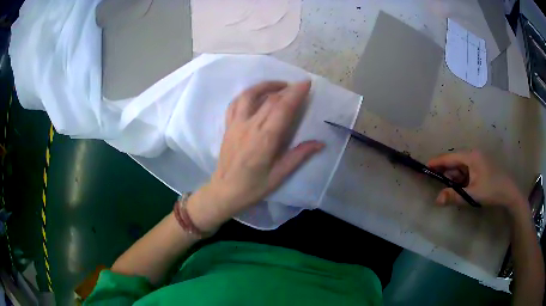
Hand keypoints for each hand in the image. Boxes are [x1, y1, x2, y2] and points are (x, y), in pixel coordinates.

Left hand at [187, 80, 323, 230]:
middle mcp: (249, 126)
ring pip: (249, 95)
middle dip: (287, 88)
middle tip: (298, 86)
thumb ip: (299, 156)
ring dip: (265, 86)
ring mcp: (236, 124)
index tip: (306, 83)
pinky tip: (255, 95)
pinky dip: (247, 94)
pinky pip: (235, 103)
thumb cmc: (253, 187)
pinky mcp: (228, 126)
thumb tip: (320, 143)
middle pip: (269, 99)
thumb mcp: (279, 175)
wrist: (225, 191)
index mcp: (264, 139)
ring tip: (279, 86)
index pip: (282, 109)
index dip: (295, 93)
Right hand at [427, 150, 523, 209]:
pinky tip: (461, 191)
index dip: (438, 162)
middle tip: (436, 184)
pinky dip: (462, 182)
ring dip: (455, 180)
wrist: (509, 192)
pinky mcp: (481, 168)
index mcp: (471, 157)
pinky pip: (467, 173)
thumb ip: (454, 197)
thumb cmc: (492, 190)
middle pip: (455, 163)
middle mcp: (474, 156)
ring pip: (461, 169)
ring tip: (449, 192)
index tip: (426, 166)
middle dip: (446, 174)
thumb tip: (436, 200)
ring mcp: (478, 162)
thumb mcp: (473, 195)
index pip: (450, 157)